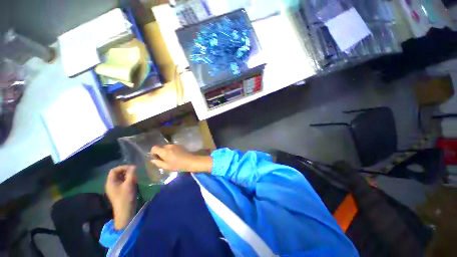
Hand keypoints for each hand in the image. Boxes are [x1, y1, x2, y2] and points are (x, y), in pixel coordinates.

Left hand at [105, 165, 136, 229]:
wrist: (125, 211)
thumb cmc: (125, 197)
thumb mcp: (129, 184)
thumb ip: (131, 174)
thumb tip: (134, 166)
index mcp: (110, 182)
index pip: (114, 170)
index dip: (123, 167)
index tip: (132, 168)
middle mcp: (111, 184)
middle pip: (117, 173)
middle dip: (126, 171)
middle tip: (135, 171)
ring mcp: (115, 188)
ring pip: (121, 177)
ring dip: (128, 175)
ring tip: (136, 176)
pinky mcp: (120, 191)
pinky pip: (123, 182)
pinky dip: (129, 179)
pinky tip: (134, 181)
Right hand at [150, 145, 211, 171]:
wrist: (191, 161)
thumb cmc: (178, 165)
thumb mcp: (166, 166)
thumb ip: (158, 163)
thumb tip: (153, 160)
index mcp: (164, 151)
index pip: (154, 147)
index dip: (153, 152)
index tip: (155, 158)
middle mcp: (169, 146)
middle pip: (161, 147)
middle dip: (160, 152)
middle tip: (163, 159)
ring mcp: (175, 145)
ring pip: (167, 147)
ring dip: (166, 151)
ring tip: (170, 158)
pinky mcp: (180, 145)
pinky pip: (172, 147)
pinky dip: (171, 150)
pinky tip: (175, 155)